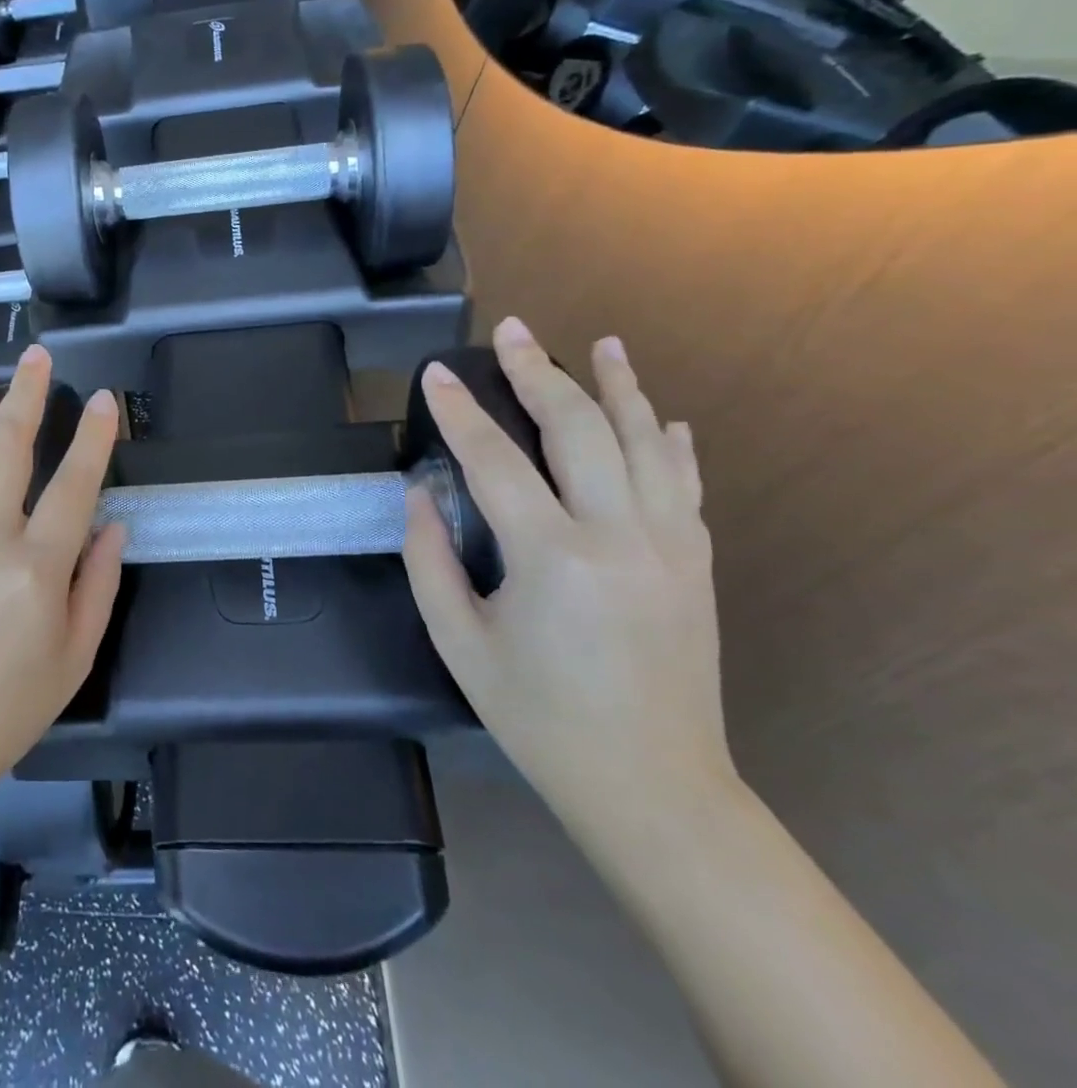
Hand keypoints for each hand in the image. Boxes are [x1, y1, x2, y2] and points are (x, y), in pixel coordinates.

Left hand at [0, 347, 125, 823]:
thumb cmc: (2, 711)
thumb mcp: (74, 660)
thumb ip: (99, 586)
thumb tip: (114, 526)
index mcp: (36, 570)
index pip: (74, 484)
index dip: (94, 437)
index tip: (105, 400)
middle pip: (7, 448)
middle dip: (27, 394)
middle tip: (37, 356)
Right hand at [404, 318, 734, 845]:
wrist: (653, 787)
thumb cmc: (539, 717)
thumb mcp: (459, 642)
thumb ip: (428, 560)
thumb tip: (420, 493)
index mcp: (553, 558)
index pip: (495, 459)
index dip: (458, 410)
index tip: (434, 372)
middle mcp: (620, 536)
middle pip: (580, 428)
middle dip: (539, 372)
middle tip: (512, 331)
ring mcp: (671, 546)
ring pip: (646, 442)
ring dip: (621, 386)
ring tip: (603, 343)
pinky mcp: (697, 563)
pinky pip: (686, 484)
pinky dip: (670, 442)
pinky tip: (663, 417)